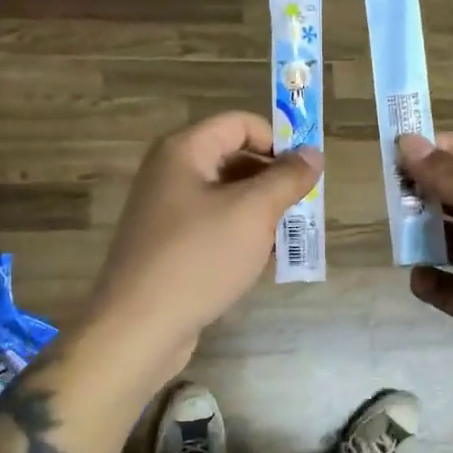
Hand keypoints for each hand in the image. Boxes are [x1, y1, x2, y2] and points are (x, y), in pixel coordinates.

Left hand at [87, 112, 321, 378]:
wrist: (138, 328)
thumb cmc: (198, 258)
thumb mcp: (253, 213)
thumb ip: (286, 178)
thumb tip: (313, 153)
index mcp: (184, 151)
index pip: (240, 124)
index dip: (276, 141)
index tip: (305, 174)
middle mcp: (170, 173)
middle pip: (233, 158)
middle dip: (272, 181)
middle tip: (302, 210)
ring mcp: (166, 211)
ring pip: (226, 197)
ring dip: (260, 213)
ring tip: (287, 240)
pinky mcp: (168, 245)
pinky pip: (213, 226)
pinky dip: (240, 236)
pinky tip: (262, 263)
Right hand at [399, 133, 452, 424]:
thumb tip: (408, 143)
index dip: (448, 148)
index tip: (404, 151)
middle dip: (431, 190)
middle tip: (396, 193)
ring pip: (451, 238)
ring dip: (425, 232)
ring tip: (404, 233)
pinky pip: (446, 285)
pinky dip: (430, 279)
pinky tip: (423, 277)